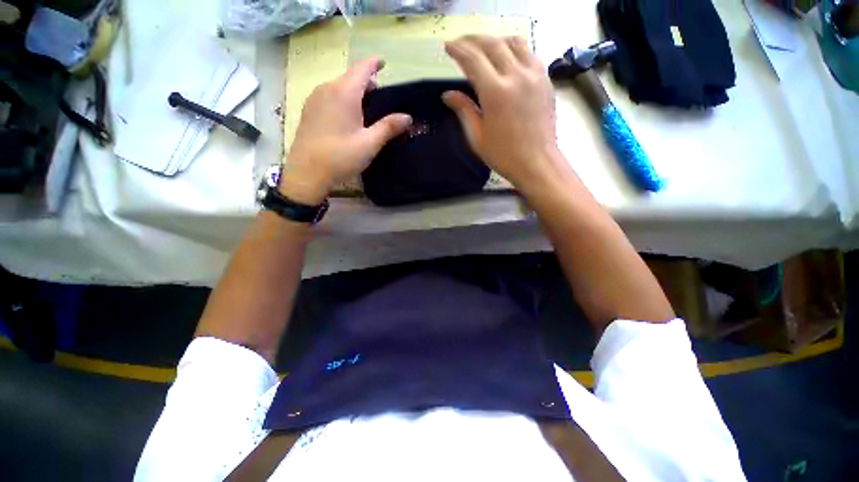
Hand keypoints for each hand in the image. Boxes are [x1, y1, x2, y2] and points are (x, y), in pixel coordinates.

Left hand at [280, 58, 411, 204]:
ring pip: (338, 85)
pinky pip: (328, 95)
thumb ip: (389, 127)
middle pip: (349, 76)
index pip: (362, 69)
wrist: (307, 173)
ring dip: (353, 89)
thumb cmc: (341, 157)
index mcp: (344, 93)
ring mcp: (315, 98)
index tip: (383, 63)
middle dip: (365, 80)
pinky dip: (342, 97)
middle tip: (380, 93)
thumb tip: (408, 117)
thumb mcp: (369, 143)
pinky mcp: (309, 110)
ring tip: (366, 104)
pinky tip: (348, 114)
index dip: (374, 64)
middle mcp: (327, 89)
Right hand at [443, 36, 567, 192]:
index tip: (449, 47)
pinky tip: (507, 59)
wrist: (537, 162)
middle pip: (492, 44)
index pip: (473, 59)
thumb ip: (463, 110)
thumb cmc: (504, 155)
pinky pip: (529, 53)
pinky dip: (514, 49)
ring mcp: (534, 75)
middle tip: (461, 44)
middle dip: (473, 40)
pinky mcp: (545, 80)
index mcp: (496, 93)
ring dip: (495, 40)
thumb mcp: (477, 136)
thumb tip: (448, 95)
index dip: (458, 50)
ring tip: (484, 48)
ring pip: (514, 42)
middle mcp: (516, 76)